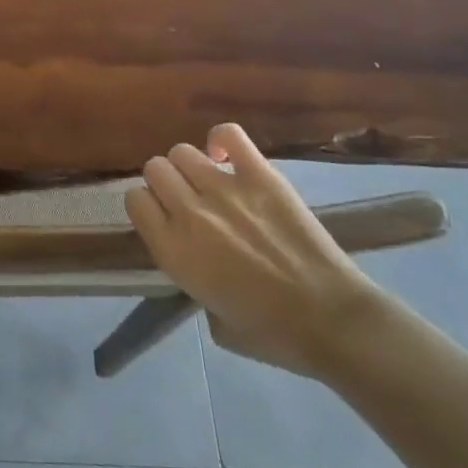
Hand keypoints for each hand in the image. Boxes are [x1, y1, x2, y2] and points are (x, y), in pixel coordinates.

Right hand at [124, 123, 382, 378]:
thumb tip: (196, 260)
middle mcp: (189, 212)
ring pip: (182, 152)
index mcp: (171, 250)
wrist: (332, 322)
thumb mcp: (211, 318)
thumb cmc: (271, 333)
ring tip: (209, 182)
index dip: (147, 207)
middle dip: (166, 183)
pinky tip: (227, 156)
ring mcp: (225, 189)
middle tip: (187, 200)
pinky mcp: (261, 176)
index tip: (163, 218)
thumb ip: (191, 279)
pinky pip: (229, 135)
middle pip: (155, 169)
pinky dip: (222, 139)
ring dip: (190, 166)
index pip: (134, 200)